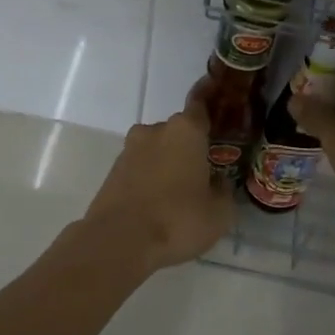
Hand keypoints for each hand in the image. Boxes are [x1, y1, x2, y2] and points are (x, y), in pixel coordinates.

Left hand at [78, 88, 232, 273]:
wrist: (119, 241)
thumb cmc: (178, 220)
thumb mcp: (219, 212)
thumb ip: (222, 191)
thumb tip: (216, 183)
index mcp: (185, 131)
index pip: (200, 104)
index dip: (208, 98)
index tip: (214, 92)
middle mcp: (155, 132)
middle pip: (178, 131)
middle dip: (189, 146)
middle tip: (204, 170)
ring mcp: (129, 151)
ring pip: (156, 151)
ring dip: (168, 164)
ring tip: (181, 193)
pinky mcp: (112, 173)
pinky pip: (140, 170)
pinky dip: (150, 180)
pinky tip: (159, 204)